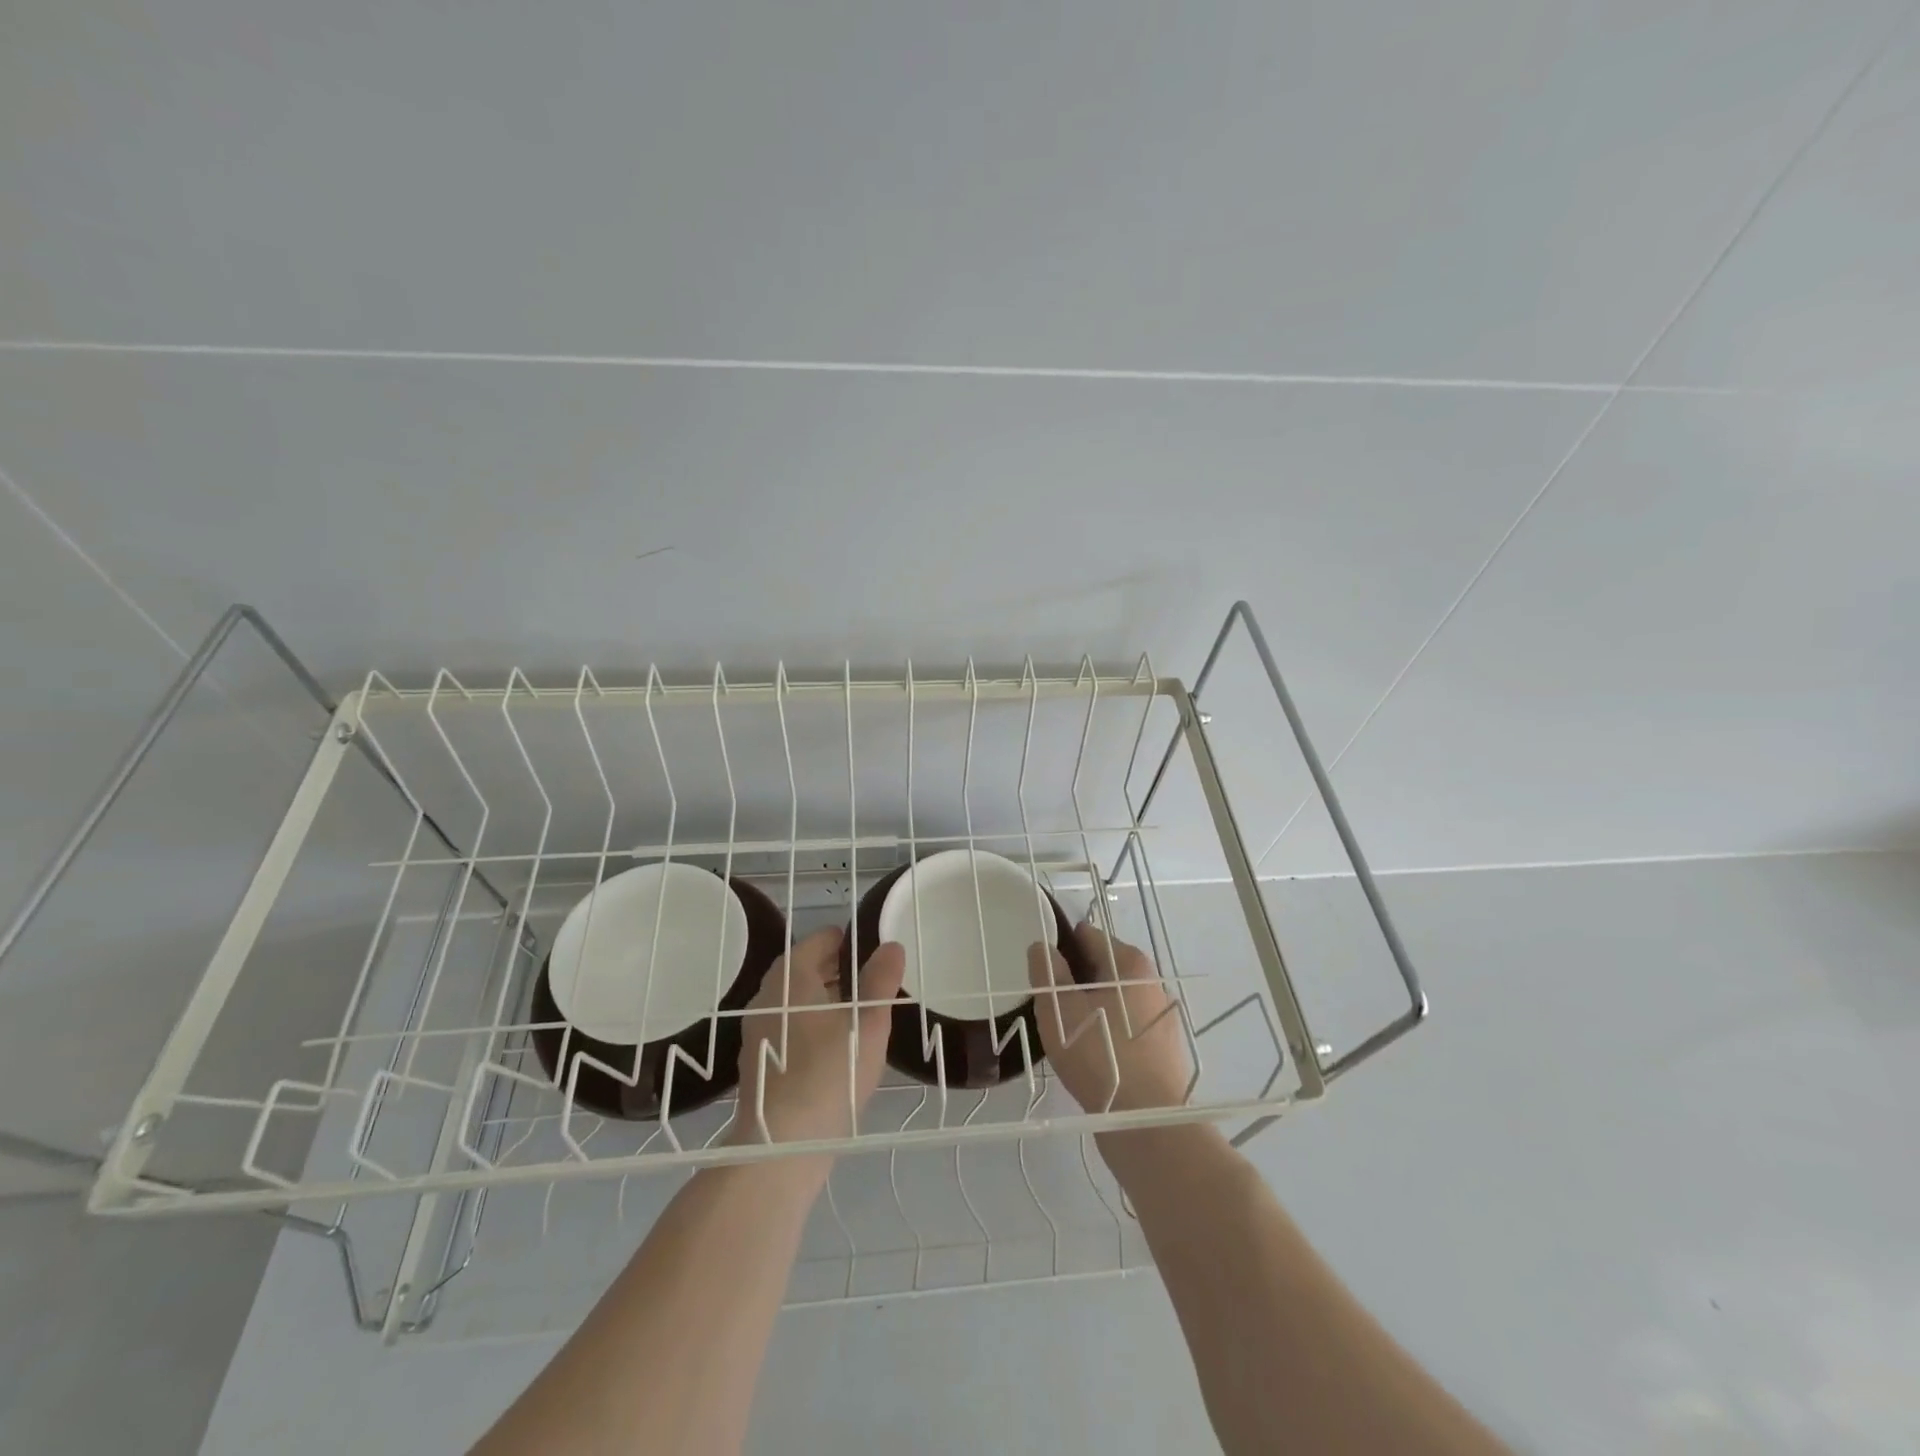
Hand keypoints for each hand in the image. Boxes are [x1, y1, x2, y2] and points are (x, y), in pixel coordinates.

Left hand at [732, 925, 903, 1148]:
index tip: (876, 952)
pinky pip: (791, 1027)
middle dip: (840, 969)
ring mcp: (759, 1029)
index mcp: (790, 976)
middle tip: (876, 981)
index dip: (850, 941)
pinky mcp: (760, 1060)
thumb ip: (881, 980)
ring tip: (864, 1013)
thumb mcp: (868, 1022)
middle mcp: (768, 995)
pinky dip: (814, 1025)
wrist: (781, 1146)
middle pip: (807, 968)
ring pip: (799, 1000)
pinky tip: (839, 1047)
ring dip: (828, 999)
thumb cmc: (829, 1072)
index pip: (820, 939)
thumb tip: (891, 946)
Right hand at [1028, 921, 1190, 1112]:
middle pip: (1102, 968)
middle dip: (1074, 981)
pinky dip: (1106, 1033)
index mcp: (1129, 963)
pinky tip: (1090, 1057)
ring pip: (1114, 1000)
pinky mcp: (1163, 1049)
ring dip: (1090, 1009)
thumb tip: (1043, 947)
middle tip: (1049, 1007)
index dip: (1059, 948)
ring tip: (1066, 1035)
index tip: (1041, 972)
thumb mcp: (1059, 1009)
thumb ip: (1047, 972)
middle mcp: (1151, 982)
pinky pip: (1125, 1028)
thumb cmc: (1100, 1055)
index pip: (1087, 936)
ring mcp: (1160, 1017)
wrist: (1148, 1122)